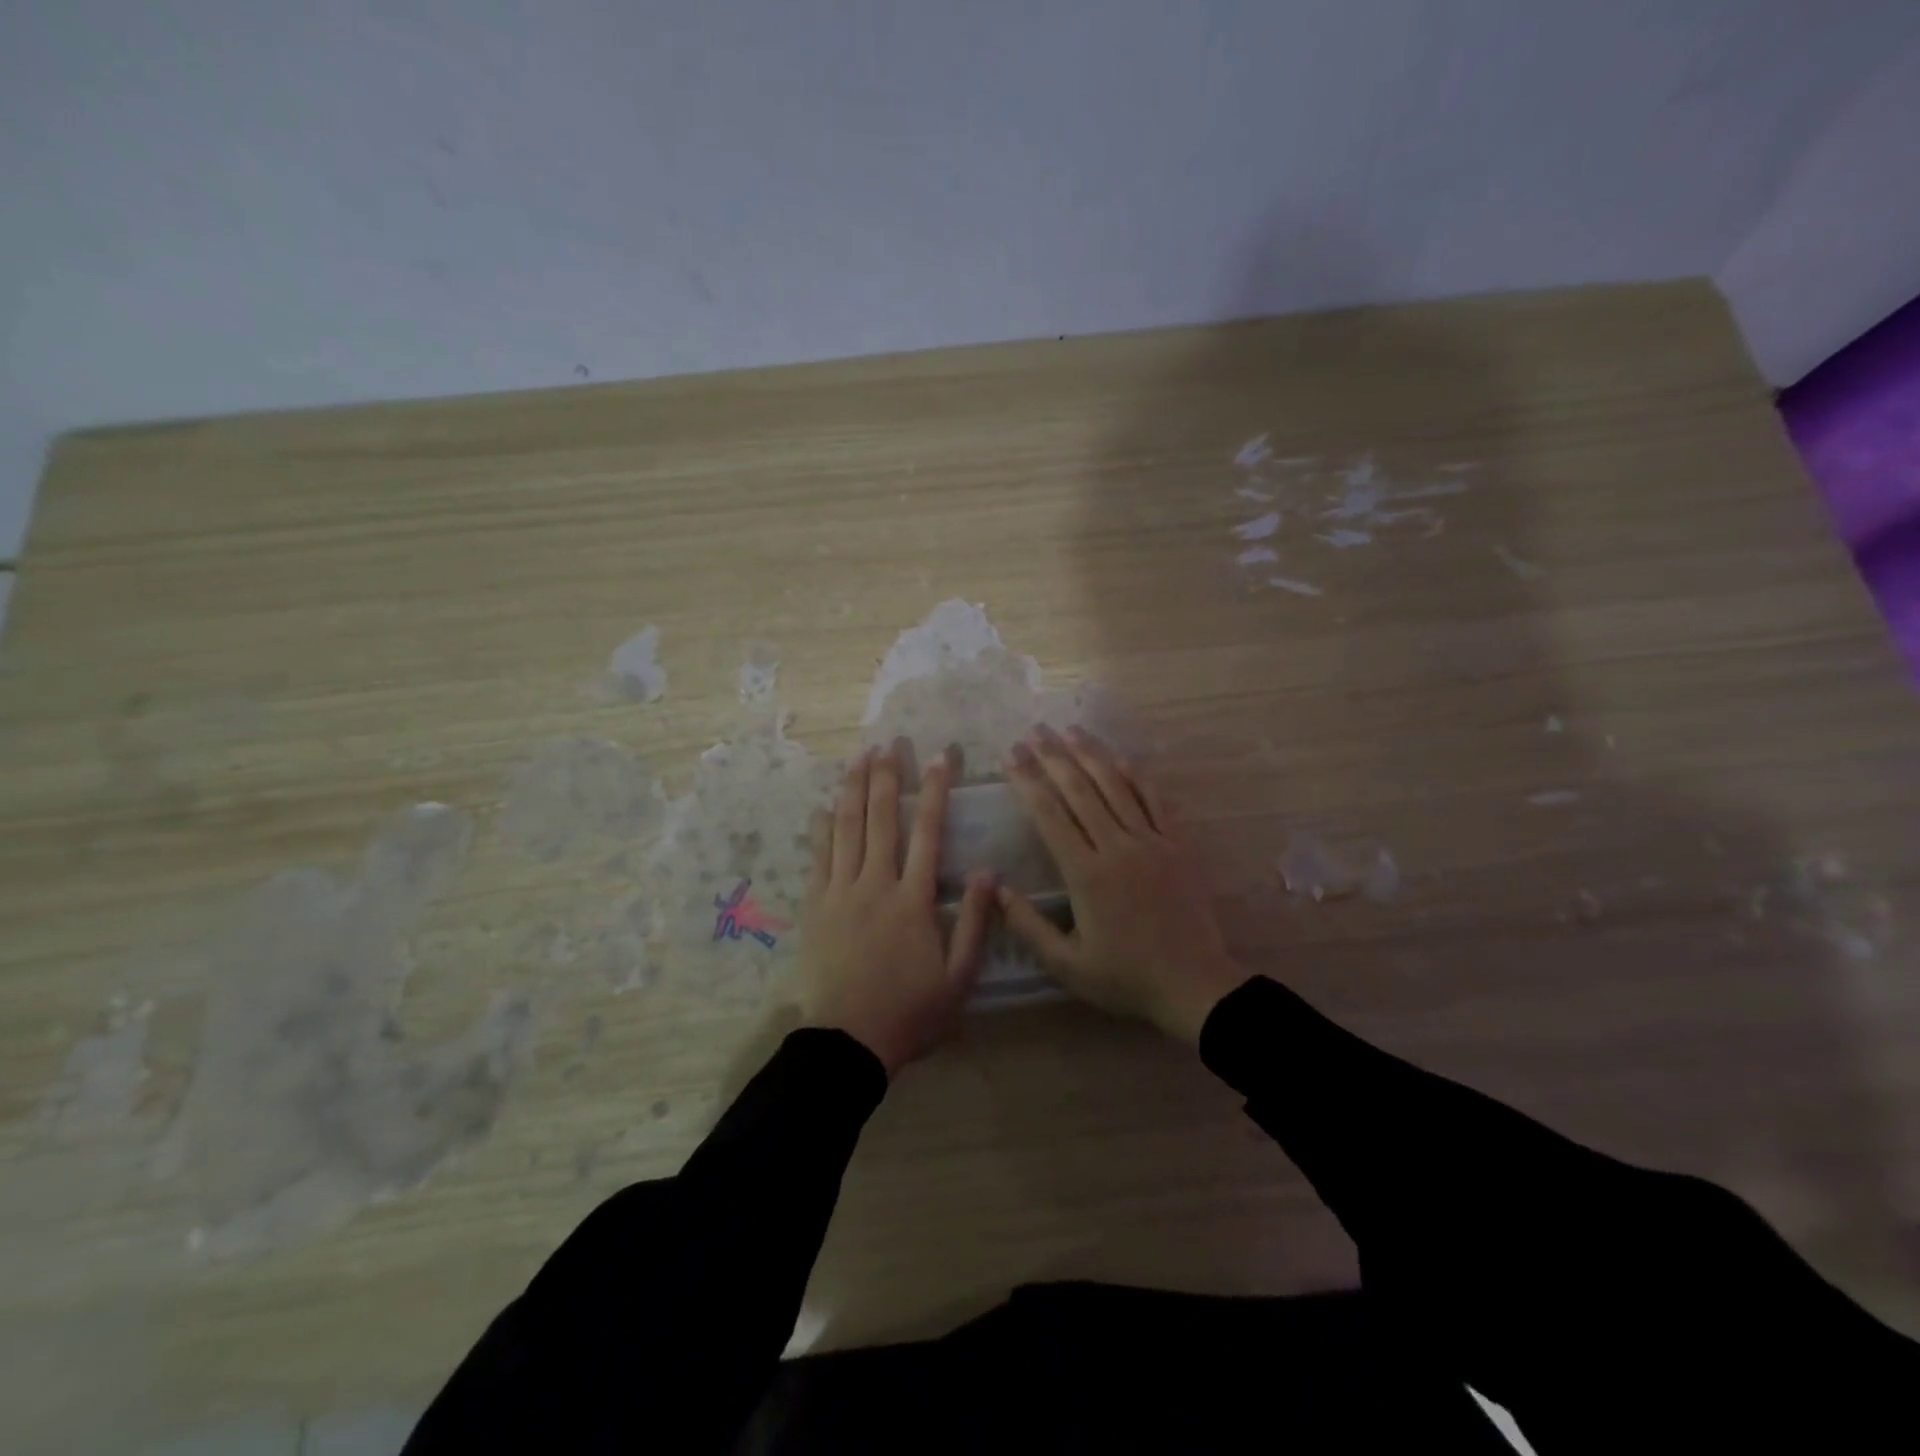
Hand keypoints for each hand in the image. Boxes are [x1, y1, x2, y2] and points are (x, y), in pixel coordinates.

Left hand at [798, 745, 996, 1076]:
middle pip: (882, 819)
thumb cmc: (910, 1013)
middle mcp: (875, 885)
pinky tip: (824, 805)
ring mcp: (839, 893)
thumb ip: (973, 923)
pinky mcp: (814, 907)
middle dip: (887, 776)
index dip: (935, 790)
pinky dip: (822, 827)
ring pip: (847, 829)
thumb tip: (986, 873)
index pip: (928, 832)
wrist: (847, 1043)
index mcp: (913, 900)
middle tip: (890, 743)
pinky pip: (817, 857)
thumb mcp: (958, 978)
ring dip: (854, 790)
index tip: (941, 757)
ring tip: (859, 757)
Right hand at [998, 725, 1246, 1044]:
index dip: (1027, 782)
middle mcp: (1116, 847)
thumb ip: (1028, 926)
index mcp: (1086, 874)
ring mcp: (1151, 842)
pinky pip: (1156, 800)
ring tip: (1069, 729)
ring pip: (1116, 787)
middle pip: (1080, 791)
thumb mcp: (1067, 964)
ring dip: (1091, 755)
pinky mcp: (1178, 845)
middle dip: (1053, 757)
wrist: (1194, 985)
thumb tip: (995, 888)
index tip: (1011, 755)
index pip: (1049, 816)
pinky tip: (1121, 757)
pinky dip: (1137, 775)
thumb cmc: (1126, 977)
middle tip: (1034, 731)